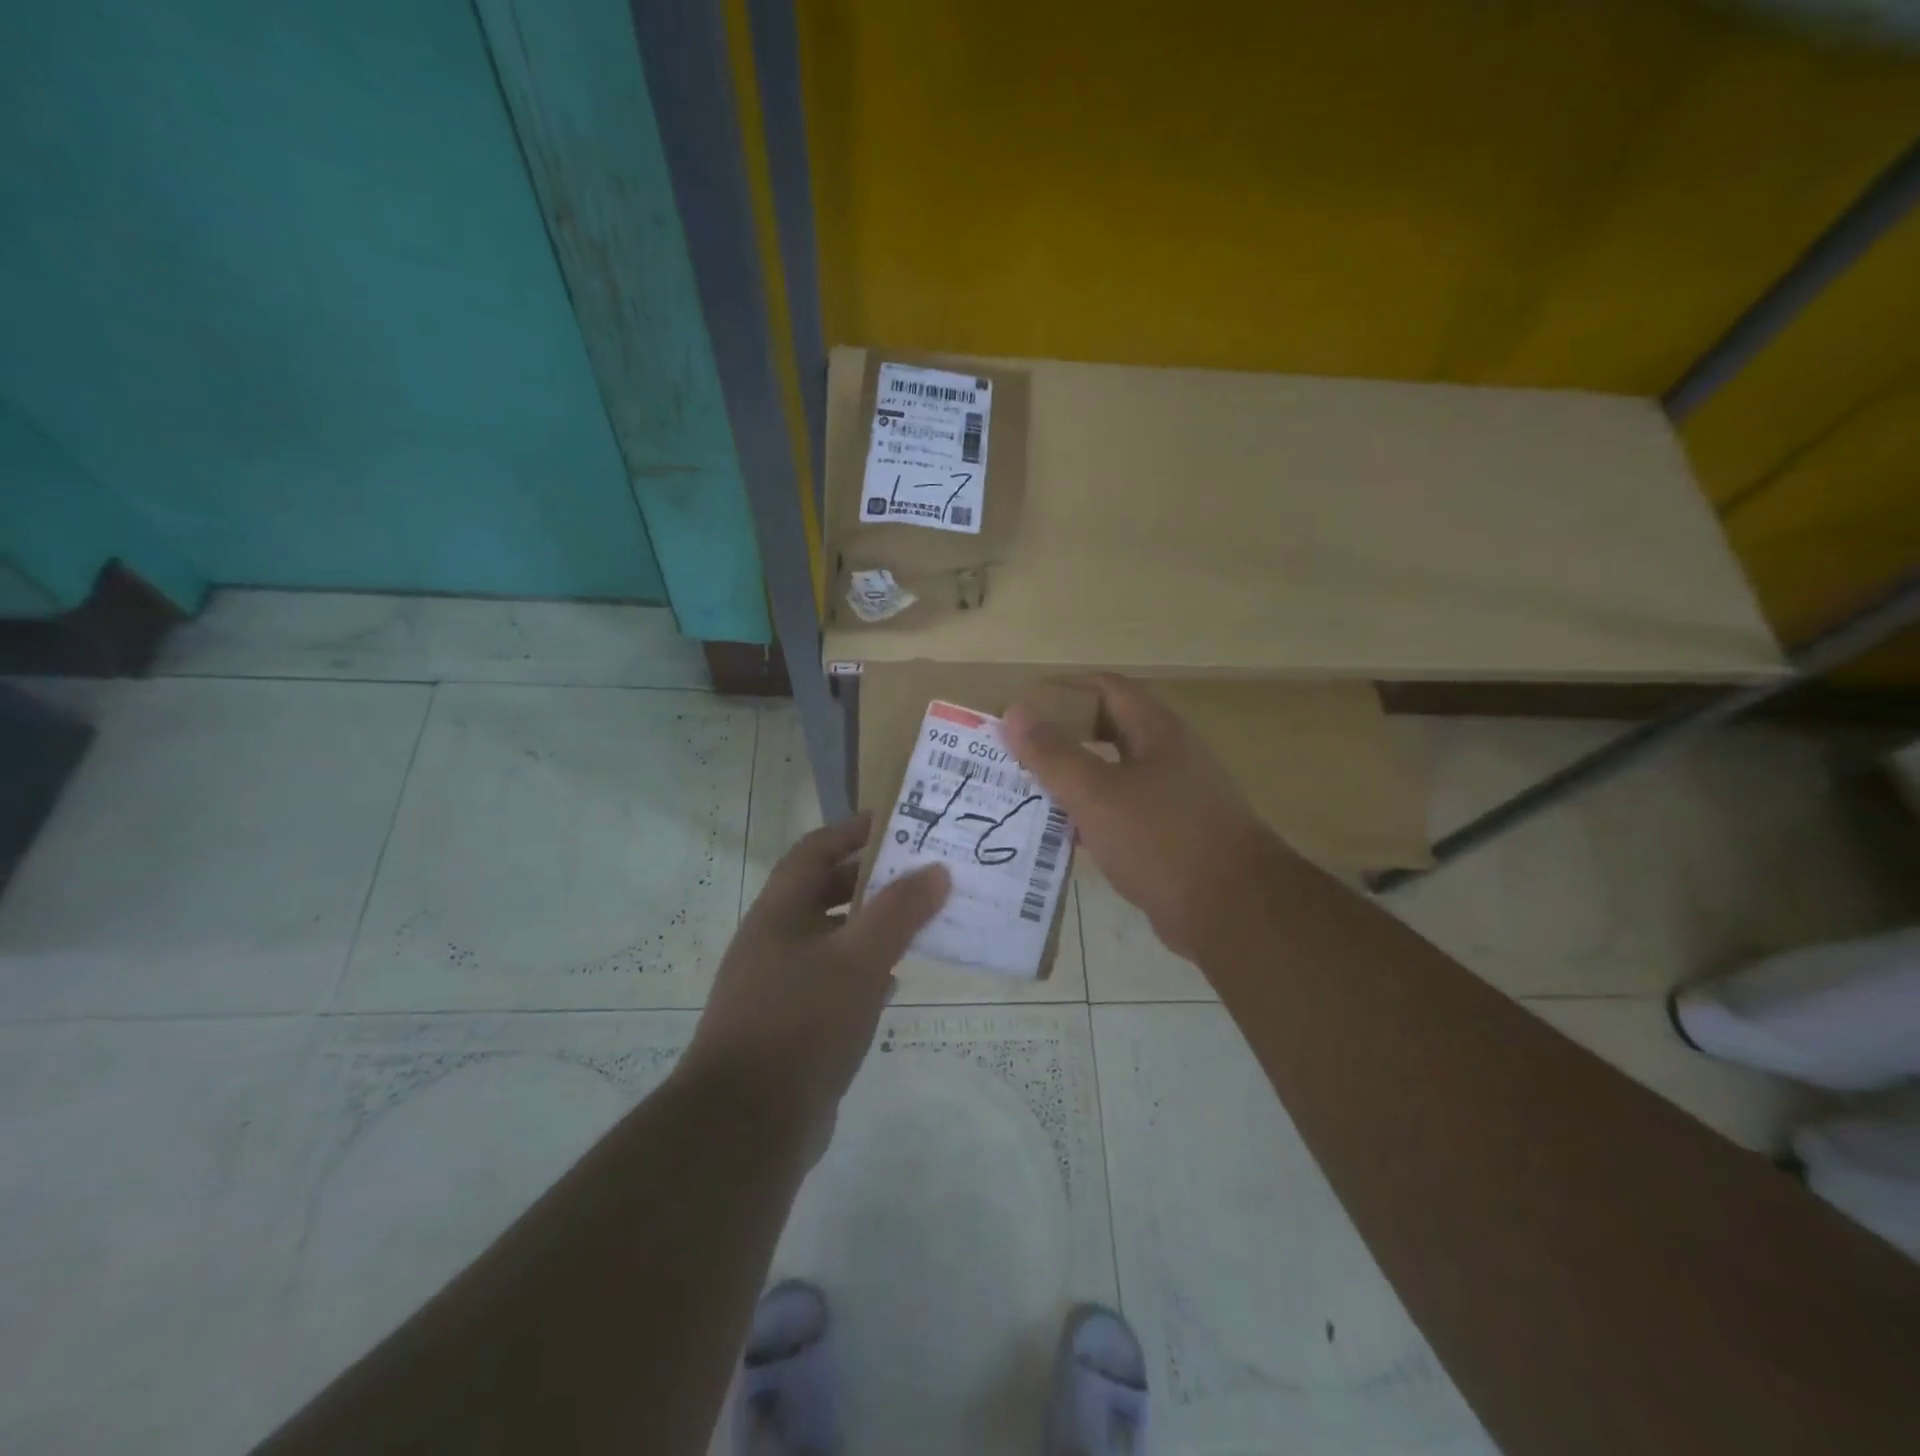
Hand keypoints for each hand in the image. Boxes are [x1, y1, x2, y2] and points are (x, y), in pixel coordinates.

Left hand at [681, 816, 949, 1155]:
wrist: (746, 1125)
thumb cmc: (802, 1023)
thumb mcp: (859, 960)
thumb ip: (899, 912)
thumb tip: (937, 870)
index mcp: (779, 912)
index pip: (815, 850)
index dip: (853, 830)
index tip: (898, 823)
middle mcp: (773, 940)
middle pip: (822, 891)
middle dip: (869, 879)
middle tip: (919, 873)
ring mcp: (777, 984)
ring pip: (830, 938)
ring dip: (869, 926)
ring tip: (916, 923)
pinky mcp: (789, 1024)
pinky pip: (831, 980)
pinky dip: (862, 971)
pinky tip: (893, 984)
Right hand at [1005, 674, 1282, 962]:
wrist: (1234, 911)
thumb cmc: (1163, 840)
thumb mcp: (1097, 794)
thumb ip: (1053, 754)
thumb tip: (1015, 711)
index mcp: (1156, 731)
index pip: (1105, 688)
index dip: (1061, 691)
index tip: (1021, 707)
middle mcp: (1167, 755)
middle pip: (1107, 729)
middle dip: (1061, 736)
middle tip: (1017, 751)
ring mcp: (1172, 797)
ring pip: (1112, 774)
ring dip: (1072, 778)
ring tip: (1026, 789)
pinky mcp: (1170, 835)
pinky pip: (1120, 813)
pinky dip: (1089, 815)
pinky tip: (1059, 833)